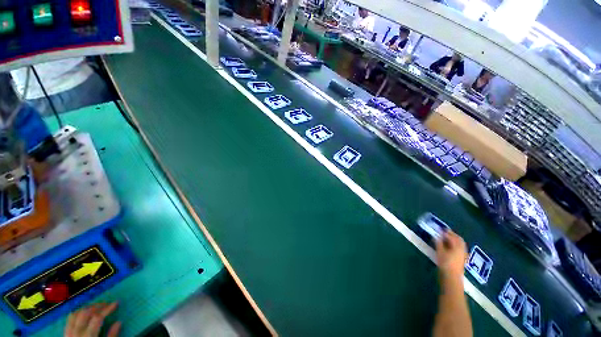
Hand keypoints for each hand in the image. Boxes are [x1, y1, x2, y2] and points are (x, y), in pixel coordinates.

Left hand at [65, 302, 120, 336]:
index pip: (97, 317)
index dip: (107, 309)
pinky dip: (78, 312)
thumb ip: (111, 336)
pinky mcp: (66, 333)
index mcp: (88, 336)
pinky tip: (84, 313)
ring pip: (76, 313)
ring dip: (87, 308)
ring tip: (96, 307)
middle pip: (85, 313)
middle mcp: (77, 332)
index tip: (116, 303)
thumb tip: (119, 322)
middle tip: (106, 304)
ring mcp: (69, 332)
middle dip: (97, 306)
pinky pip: (70, 318)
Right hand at [435, 231, 467, 280]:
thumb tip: (436, 236)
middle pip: (458, 239)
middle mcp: (462, 248)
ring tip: (447, 238)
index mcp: (456, 246)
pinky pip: (461, 248)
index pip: (451, 236)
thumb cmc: (445, 263)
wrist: (452, 277)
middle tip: (444, 231)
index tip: (439, 229)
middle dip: (452, 234)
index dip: (445, 232)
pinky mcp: (462, 258)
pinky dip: (456, 244)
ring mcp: (463, 254)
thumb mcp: (439, 252)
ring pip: (460, 243)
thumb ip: (438, 243)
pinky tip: (451, 246)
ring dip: (455, 239)